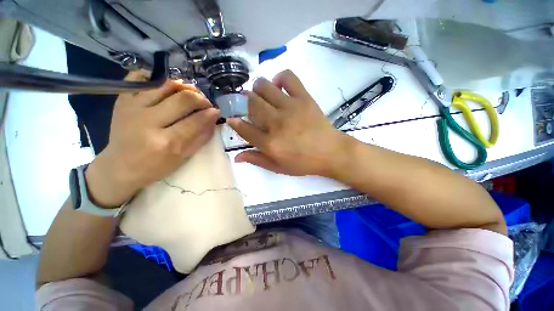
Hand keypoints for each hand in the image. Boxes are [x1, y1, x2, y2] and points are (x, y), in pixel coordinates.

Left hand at [85, 72, 219, 206]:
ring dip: (184, 87)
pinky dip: (158, 78)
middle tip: (205, 103)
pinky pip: (141, 77)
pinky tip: (168, 88)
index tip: (216, 111)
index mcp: (166, 142)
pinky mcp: (122, 99)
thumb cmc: (156, 166)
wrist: (120, 166)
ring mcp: (132, 107)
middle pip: (183, 98)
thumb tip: (214, 118)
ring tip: (190, 95)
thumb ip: (202, 137)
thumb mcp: (184, 157)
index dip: (210, 113)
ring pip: (166, 85)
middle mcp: (148, 121)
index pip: (195, 120)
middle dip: (201, 99)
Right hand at [227, 70, 348, 176]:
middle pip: (251, 103)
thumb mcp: (279, 168)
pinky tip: (278, 86)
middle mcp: (276, 123)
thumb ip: (257, 160)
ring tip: (261, 95)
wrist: (331, 152)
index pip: (244, 128)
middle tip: (248, 105)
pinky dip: (279, 77)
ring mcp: (290, 107)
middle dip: (244, 102)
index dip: (235, 122)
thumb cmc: (304, 163)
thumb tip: (236, 156)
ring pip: (264, 87)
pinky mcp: (304, 98)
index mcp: (270, 143)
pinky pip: (288, 77)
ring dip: (257, 89)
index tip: (232, 118)